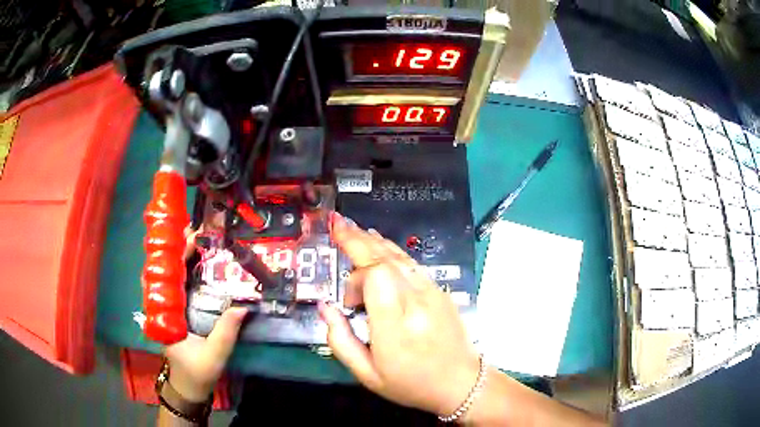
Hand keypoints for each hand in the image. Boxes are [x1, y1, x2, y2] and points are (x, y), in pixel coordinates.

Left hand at [162, 226, 246, 402]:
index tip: (189, 237)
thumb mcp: (214, 354)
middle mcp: (165, 306)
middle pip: (168, 271)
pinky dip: (188, 271)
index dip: (176, 254)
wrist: (189, 386)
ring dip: (183, 257)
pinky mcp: (180, 312)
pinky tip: (200, 263)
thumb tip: (243, 306)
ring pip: (173, 277)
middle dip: (179, 248)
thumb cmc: (197, 371)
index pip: (167, 276)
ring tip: (198, 239)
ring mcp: (172, 308)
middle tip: (197, 230)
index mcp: (167, 314)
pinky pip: (181, 286)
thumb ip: (226, 332)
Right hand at [319, 213, 480, 415]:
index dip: (355, 277)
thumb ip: (341, 340)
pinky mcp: (440, 291)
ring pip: (400, 256)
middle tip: (337, 223)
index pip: (376, 277)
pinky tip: (380, 247)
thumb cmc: (411, 384)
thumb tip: (326, 307)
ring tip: (353, 230)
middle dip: (357, 239)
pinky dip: (391, 252)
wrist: (460, 383)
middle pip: (385, 259)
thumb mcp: (367, 374)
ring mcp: (432, 293)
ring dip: (374, 242)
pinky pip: (412, 264)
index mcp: (396, 326)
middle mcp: (416, 302)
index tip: (347, 300)